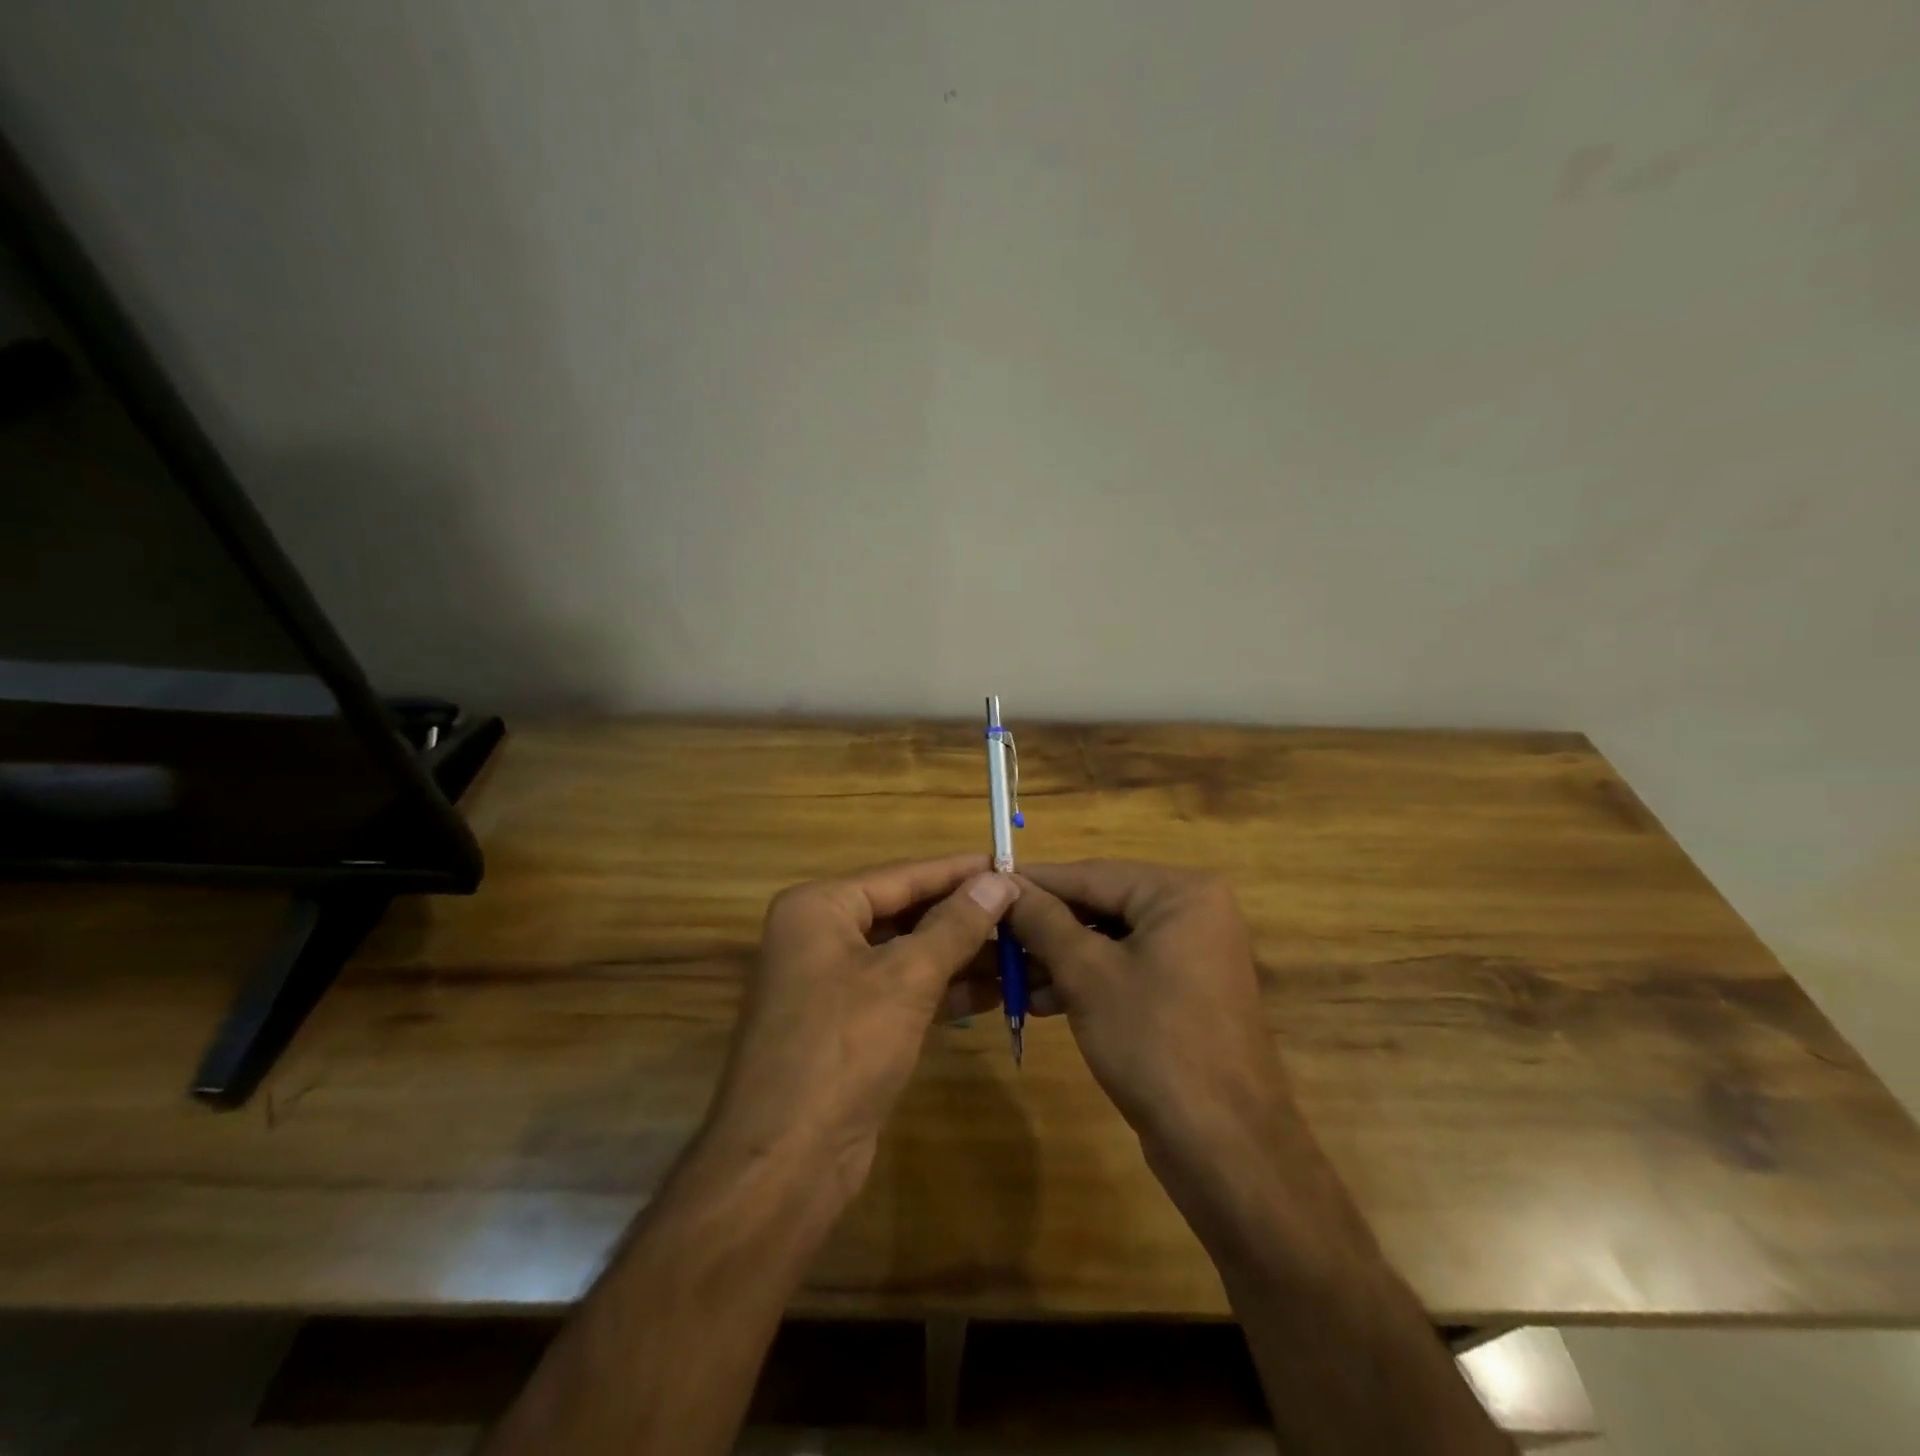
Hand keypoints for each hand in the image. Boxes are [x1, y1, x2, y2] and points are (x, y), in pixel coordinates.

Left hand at [703, 854, 1018, 1205]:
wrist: (785, 1163)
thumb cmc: (843, 1049)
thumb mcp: (906, 978)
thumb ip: (955, 925)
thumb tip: (998, 880)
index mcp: (819, 908)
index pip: (902, 875)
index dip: (958, 871)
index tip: (1009, 862)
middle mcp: (820, 936)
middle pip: (904, 912)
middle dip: (963, 915)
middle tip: (1023, 909)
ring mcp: (832, 982)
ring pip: (907, 954)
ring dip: (960, 954)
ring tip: (1020, 949)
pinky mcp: (848, 1024)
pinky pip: (902, 990)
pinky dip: (943, 989)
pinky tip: (995, 990)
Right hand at [1006, 861, 1292, 1170]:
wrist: (1224, 1147)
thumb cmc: (1154, 1042)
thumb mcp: (1087, 974)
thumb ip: (1043, 921)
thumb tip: (1004, 884)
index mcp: (1181, 892)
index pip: (1091, 874)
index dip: (1034, 882)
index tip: (985, 883)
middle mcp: (1193, 911)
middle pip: (1101, 904)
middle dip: (1045, 926)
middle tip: (992, 935)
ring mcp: (1192, 953)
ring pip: (1109, 940)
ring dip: (1059, 957)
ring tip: (1007, 974)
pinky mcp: (1185, 991)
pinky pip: (1125, 968)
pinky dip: (1086, 980)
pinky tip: (1041, 999)